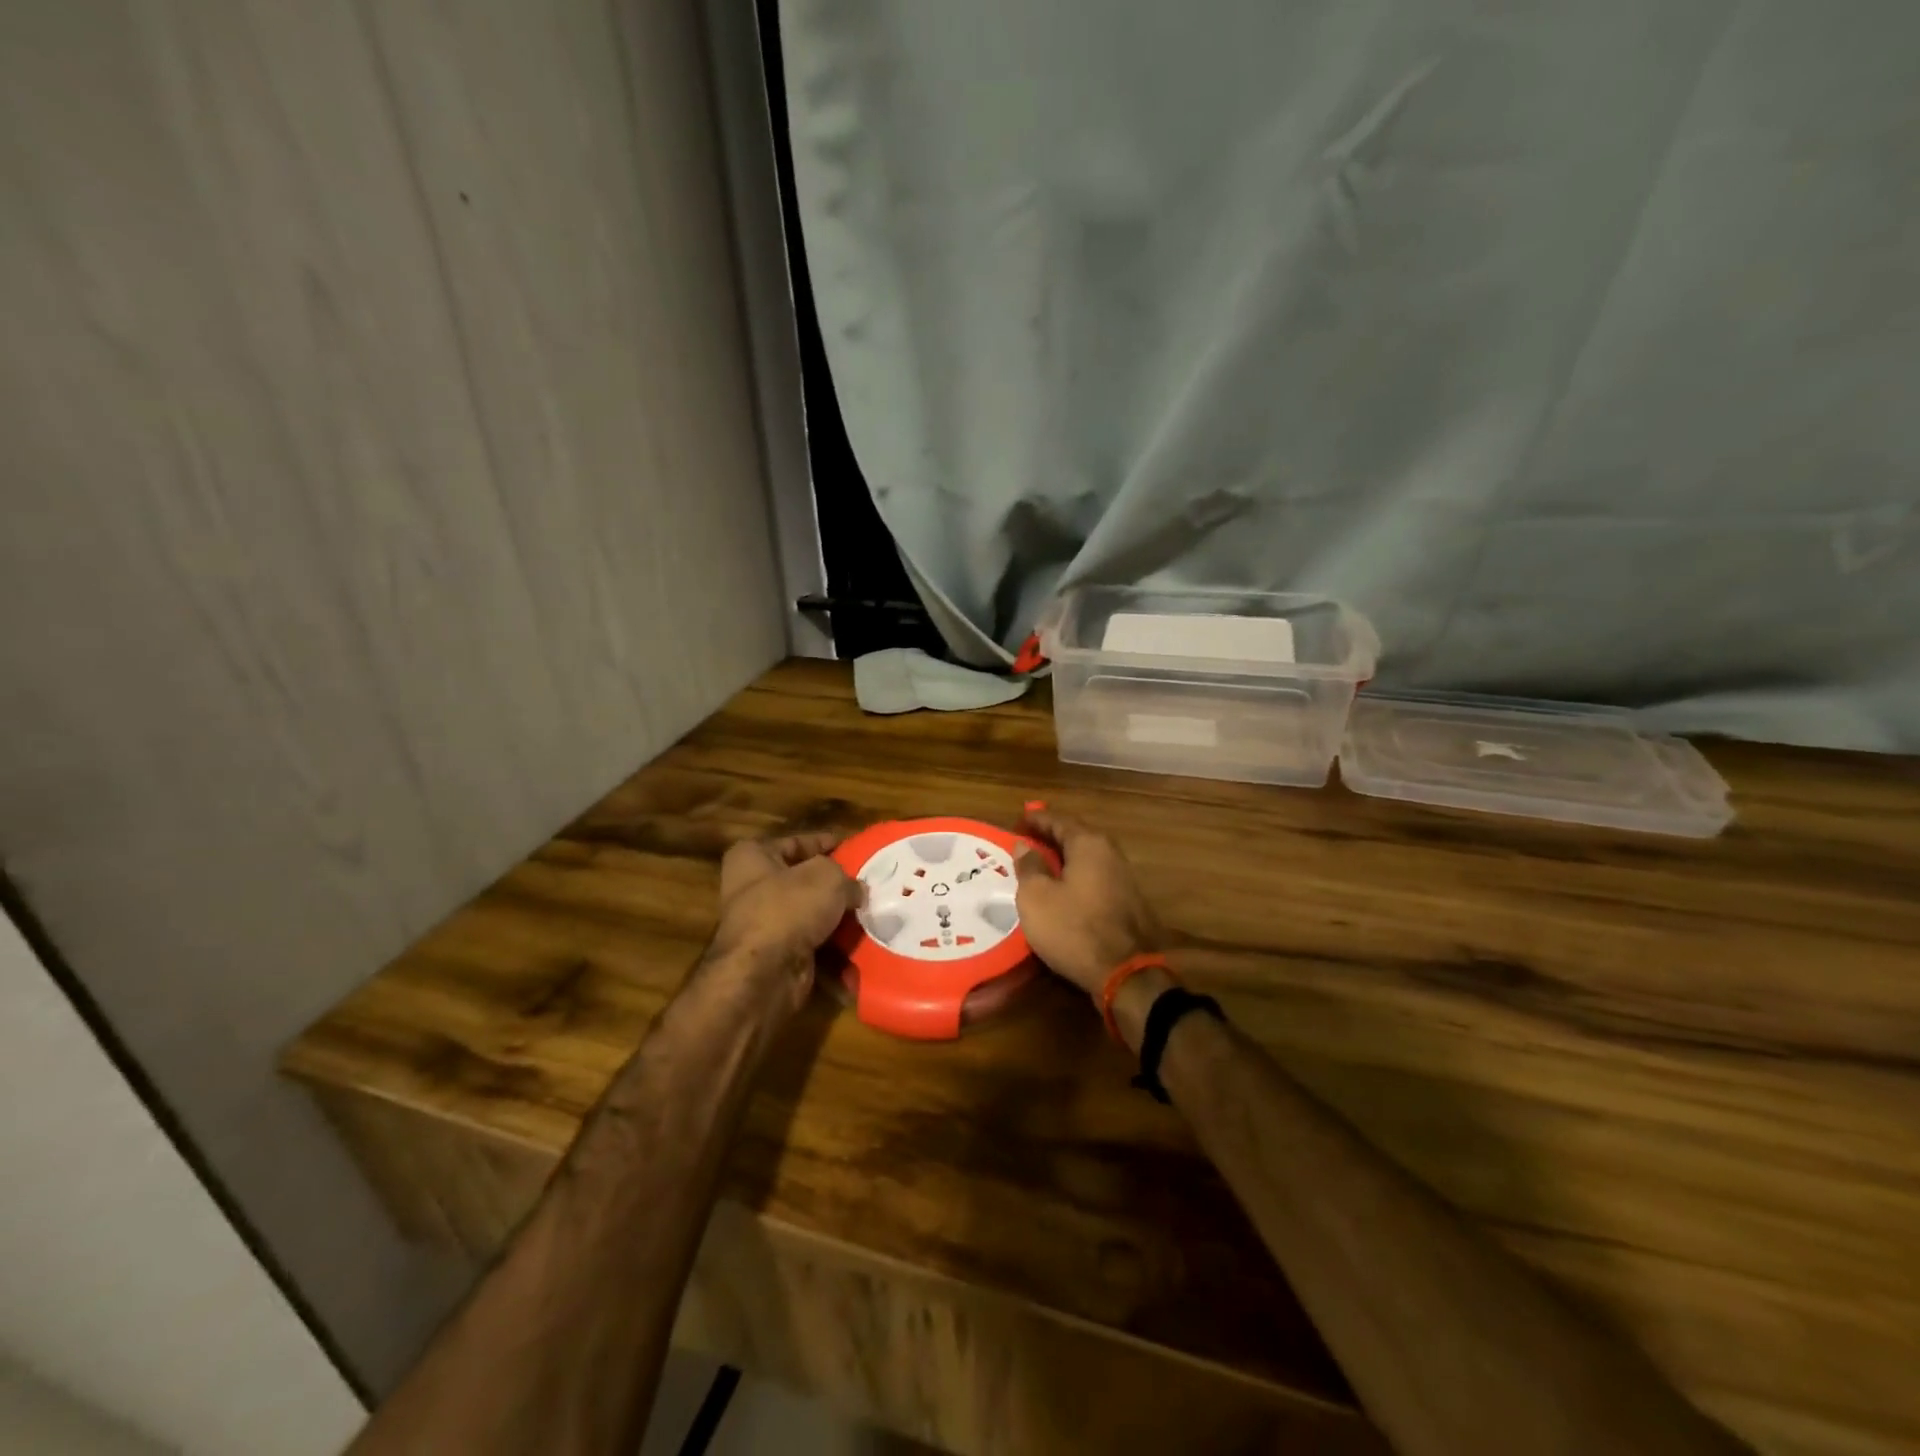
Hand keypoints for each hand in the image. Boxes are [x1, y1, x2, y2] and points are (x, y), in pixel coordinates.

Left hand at [706, 833, 859, 1009]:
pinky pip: (812, 941)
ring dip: (836, 915)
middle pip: (803, 879)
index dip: (825, 842)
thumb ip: (847, 878)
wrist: (765, 973)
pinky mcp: (776, 954)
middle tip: (867, 881)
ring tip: (870, 910)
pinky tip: (860, 940)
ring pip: (809, 912)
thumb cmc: (789, 907)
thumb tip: (856, 891)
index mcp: (752, 857)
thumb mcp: (827, 876)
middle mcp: (751, 888)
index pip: (796, 842)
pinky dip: (833, 943)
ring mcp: (763, 924)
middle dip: (834, 883)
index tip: (853, 846)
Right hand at [1014, 808, 1161, 997]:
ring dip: (1063, 859)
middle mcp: (1110, 853)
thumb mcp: (1036, 897)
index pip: (1059, 820)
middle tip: (1025, 841)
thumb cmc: (1074, 928)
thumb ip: (1029, 867)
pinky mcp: (1127, 903)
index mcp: (1089, 844)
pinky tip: (1060, 890)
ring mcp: (1123, 878)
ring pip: (1086, 859)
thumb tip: (1024, 845)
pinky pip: (1094, 878)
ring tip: (1039, 865)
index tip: (1018, 819)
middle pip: (1076, 837)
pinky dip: (1074, 877)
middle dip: (1050, 837)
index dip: (1036, 819)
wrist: (1125, 973)